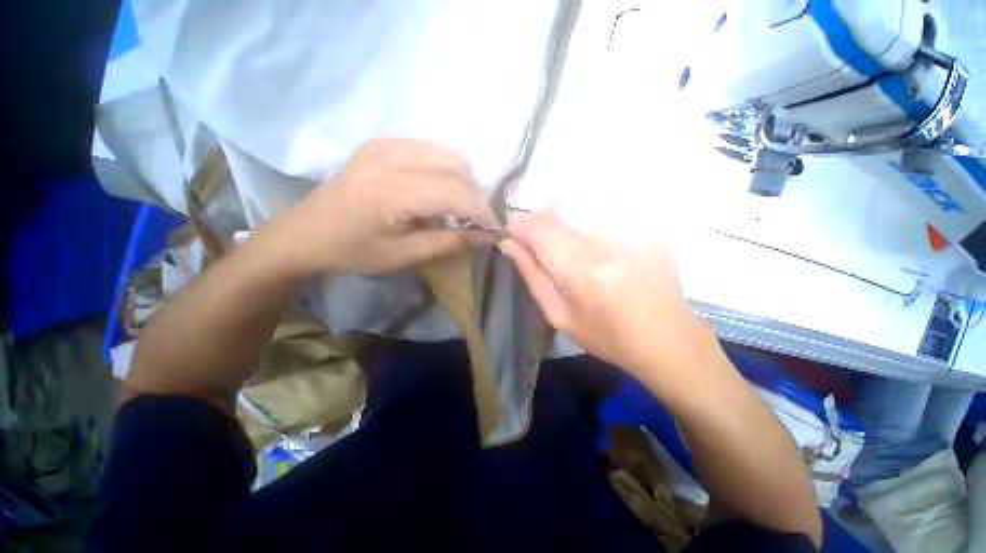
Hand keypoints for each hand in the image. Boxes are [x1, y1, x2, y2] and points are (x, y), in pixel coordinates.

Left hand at [280, 138, 499, 274]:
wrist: (306, 232)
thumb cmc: (354, 251)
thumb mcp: (404, 255)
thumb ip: (449, 242)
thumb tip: (486, 236)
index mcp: (392, 191)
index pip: (455, 193)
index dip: (481, 211)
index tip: (494, 228)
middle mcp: (390, 157)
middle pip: (456, 166)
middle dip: (476, 195)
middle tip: (476, 220)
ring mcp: (385, 144)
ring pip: (447, 153)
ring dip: (464, 180)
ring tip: (461, 206)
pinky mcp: (382, 142)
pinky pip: (430, 149)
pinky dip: (446, 169)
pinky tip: (440, 189)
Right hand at [502, 210, 711, 379]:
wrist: (668, 340)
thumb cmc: (607, 337)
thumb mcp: (559, 316)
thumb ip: (532, 276)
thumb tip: (510, 245)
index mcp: (580, 270)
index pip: (538, 228)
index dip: (518, 226)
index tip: (511, 235)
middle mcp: (605, 242)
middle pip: (556, 212)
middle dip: (535, 222)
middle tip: (532, 241)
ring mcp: (630, 231)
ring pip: (577, 206)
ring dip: (558, 219)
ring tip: (559, 242)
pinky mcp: (646, 227)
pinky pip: (603, 210)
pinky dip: (583, 219)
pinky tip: (587, 239)